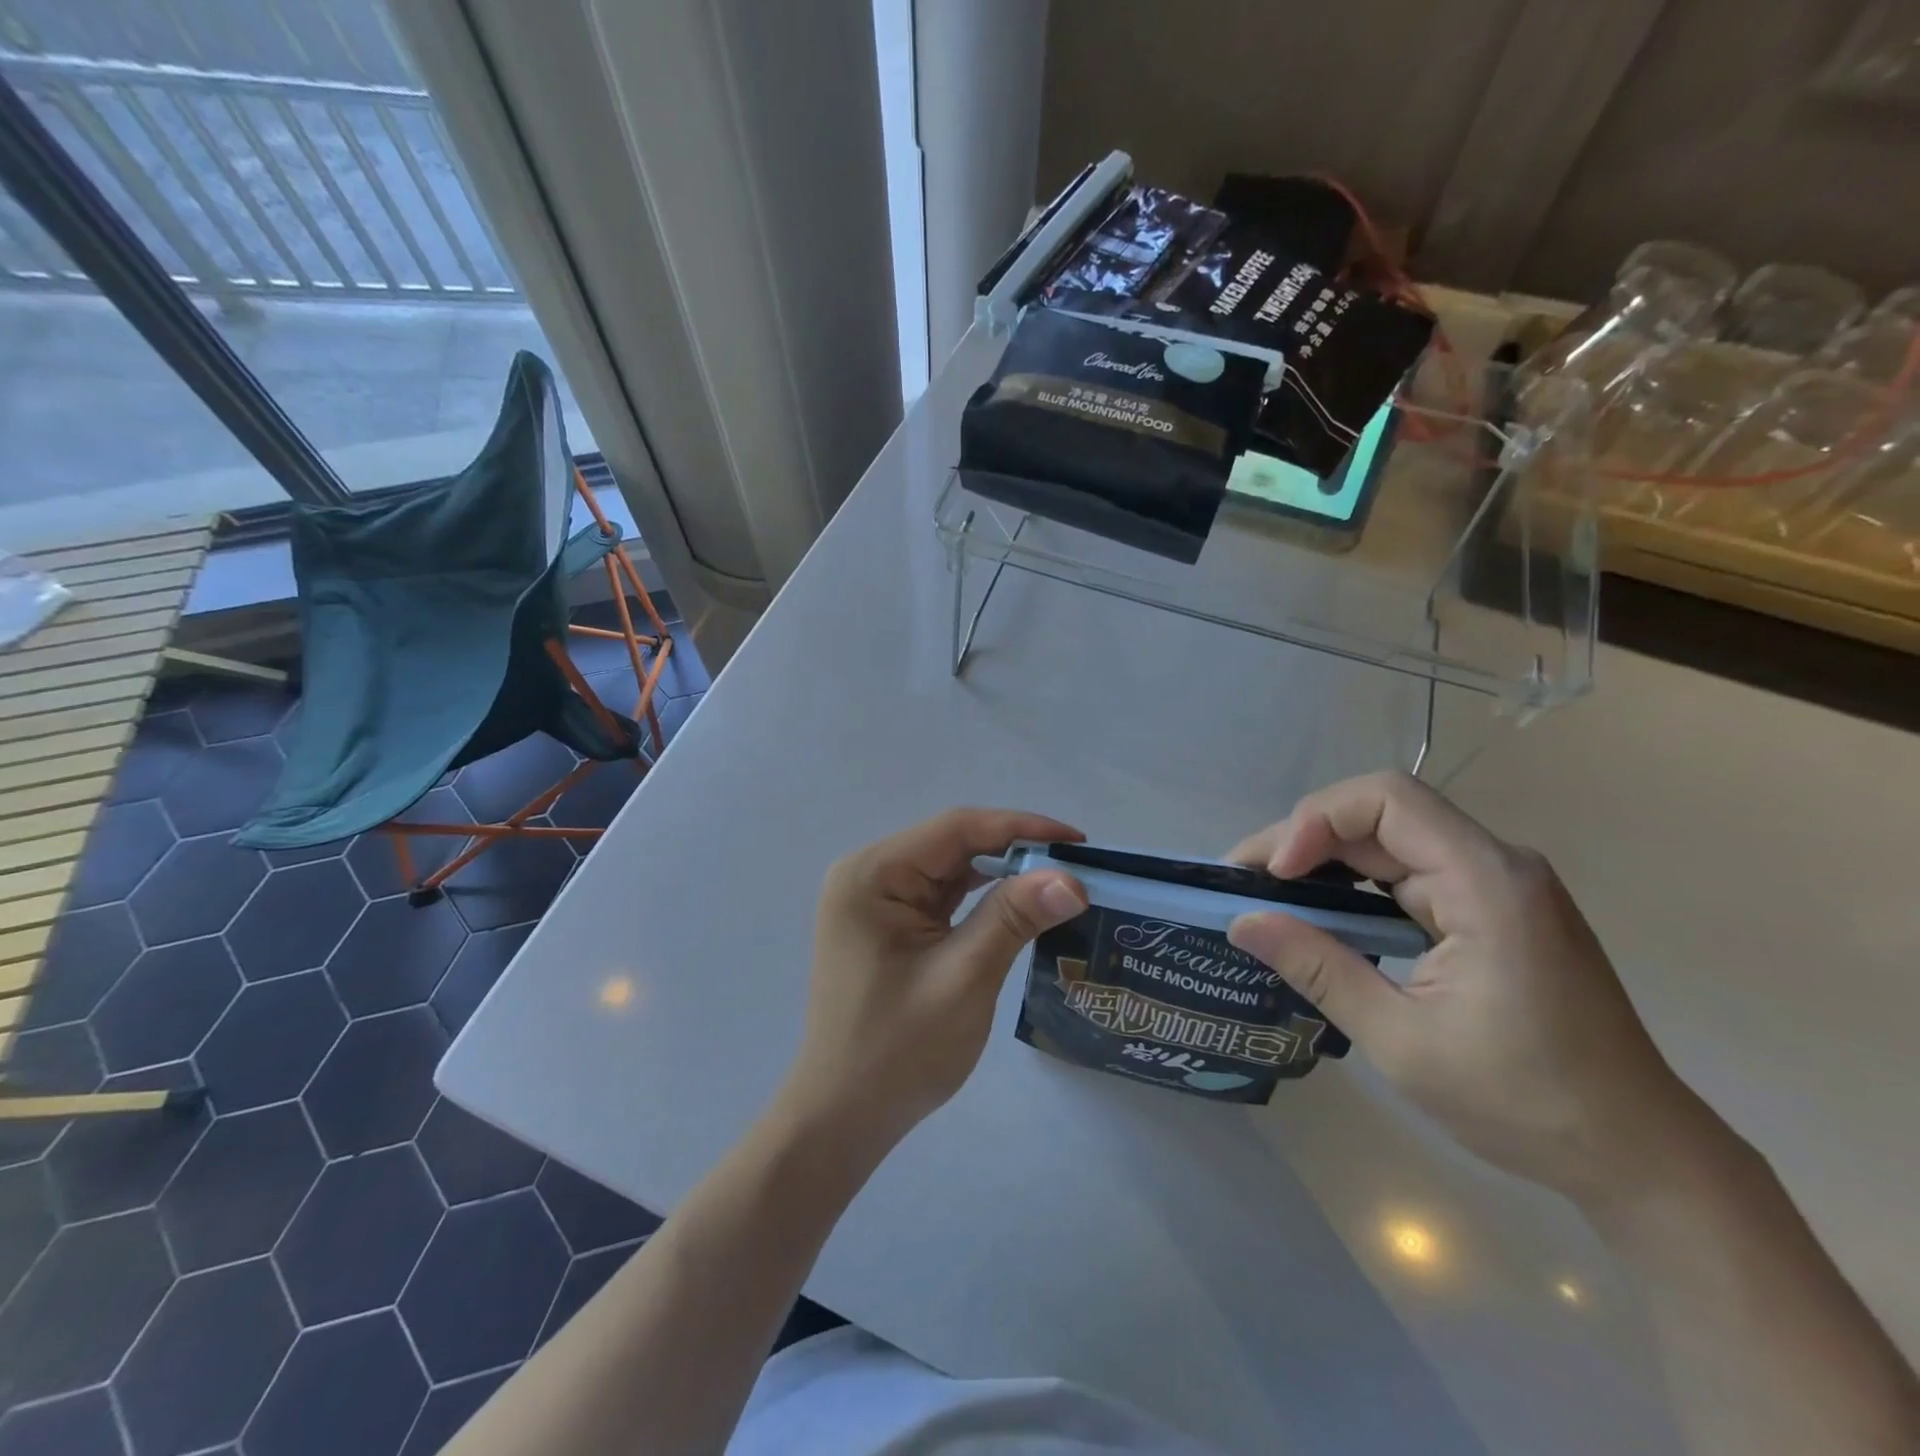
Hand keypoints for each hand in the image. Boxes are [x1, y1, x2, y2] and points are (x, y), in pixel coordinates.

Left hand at [781, 809, 1088, 1155]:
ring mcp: (876, 899)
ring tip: (1056, 884)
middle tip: (1075, 867)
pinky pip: (942, 895)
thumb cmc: (898, 1051)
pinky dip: (981, 898)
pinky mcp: (889, 923)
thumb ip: (1014, 917)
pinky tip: (1018, 905)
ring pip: (951, 868)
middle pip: (953, 844)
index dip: (1020, 827)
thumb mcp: (964, 977)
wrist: (845, 1116)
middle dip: (1014, 852)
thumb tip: (1072, 878)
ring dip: (1001, 874)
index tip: (1078, 841)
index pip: (955, 828)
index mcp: (872, 874)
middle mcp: (869, 874)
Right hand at [1225, 771, 1704, 1206]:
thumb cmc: (1526, 1102)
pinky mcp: (1491, 908)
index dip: (1316, 821)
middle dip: (1303, 838)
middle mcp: (1495, 865)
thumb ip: (1318, 968)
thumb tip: (1241, 922)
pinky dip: (1355, 884)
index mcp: (1487, 883)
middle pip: (1381, 813)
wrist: (1639, 1156)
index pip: (1387, 799)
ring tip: (1268, 895)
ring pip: (1390, 839)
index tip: (1274, 875)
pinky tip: (1321, 913)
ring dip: (1324, 858)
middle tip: (1243, 881)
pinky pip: (1409, 871)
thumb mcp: (1402, 1040)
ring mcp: (1496, 885)